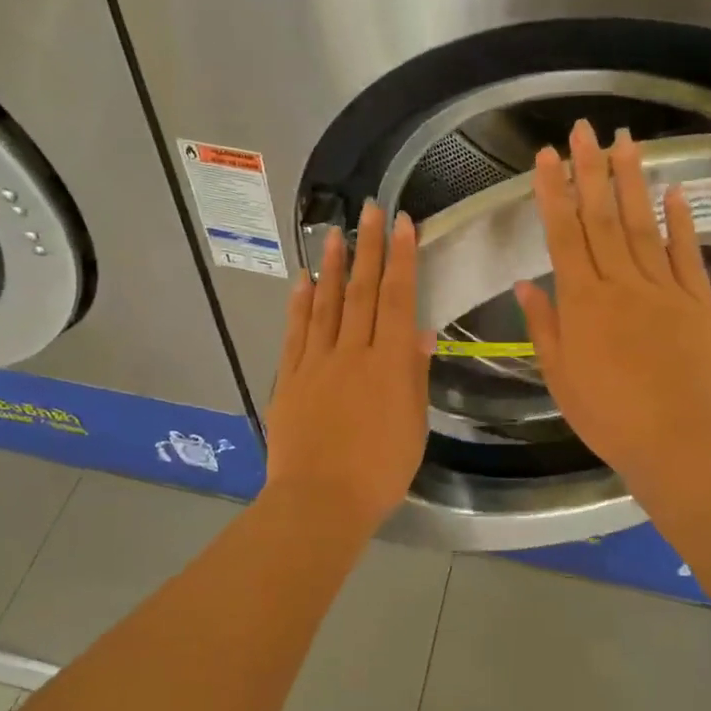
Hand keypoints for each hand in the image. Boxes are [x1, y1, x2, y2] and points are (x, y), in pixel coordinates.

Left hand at [264, 202, 432, 533]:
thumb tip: (420, 332)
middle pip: (363, 291)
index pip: (399, 299)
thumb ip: (414, 375)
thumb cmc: (380, 471)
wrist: (320, 501)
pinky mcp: (289, 378)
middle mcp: (352, 352)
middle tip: (370, 209)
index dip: (402, 259)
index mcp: (389, 364)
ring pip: (327, 304)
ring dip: (334, 266)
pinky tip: (304, 281)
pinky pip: (296, 333)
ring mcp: (316, 362)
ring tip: (335, 233)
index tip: (403, 224)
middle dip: (369, 247)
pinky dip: (300, 304)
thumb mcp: (413, 425)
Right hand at [515, 121, 710, 489]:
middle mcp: (621, 284)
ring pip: (642, 225)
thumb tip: (525, 283)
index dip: (553, 193)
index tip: (546, 157)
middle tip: (584, 129)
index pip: (564, 235)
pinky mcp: (699, 301)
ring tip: (625, 140)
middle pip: (601, 218)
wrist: (677, 441)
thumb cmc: (608, 416)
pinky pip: (687, 253)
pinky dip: (680, 220)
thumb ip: (544, 325)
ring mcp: (664, 289)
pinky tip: (673, 189)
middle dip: (590, 170)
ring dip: (631, 181)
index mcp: (583, 302)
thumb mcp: (560, 376)